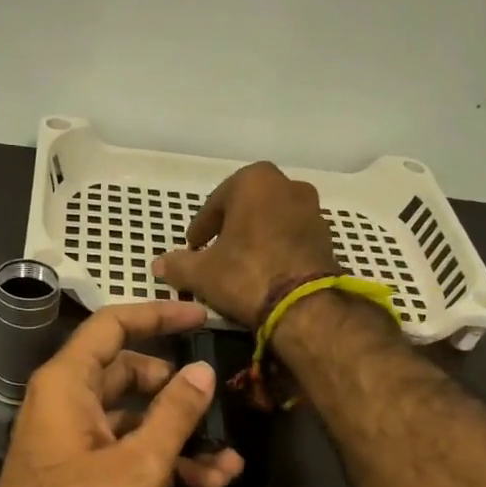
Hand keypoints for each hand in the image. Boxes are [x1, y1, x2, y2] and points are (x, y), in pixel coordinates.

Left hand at [0, 301, 245, 486]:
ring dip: (180, 436)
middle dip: (177, 389)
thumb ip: (174, 413)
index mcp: (66, 385)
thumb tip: (203, 370)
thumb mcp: (137, 464)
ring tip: (230, 459)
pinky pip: (129, 454)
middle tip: (218, 397)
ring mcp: (76, 444)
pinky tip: (210, 483)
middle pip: (129, 375)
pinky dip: (165, 463)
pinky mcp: (85, 479)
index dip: (157, 316)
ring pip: (135, 421)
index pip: (112, 326)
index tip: (201, 317)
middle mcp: (67, 406)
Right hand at [151, 162, 338, 326]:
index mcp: (254, 181)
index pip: (216, 202)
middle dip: (231, 227)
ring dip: (256, 237)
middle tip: (215, 251)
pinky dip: (276, 248)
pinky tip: (265, 272)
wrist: (304, 306)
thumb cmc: (246, 275)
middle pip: (248, 206)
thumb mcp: (201, 273)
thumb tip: (158, 265)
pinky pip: (292, 237)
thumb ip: (178, 264)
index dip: (201, 227)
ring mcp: (312, 210)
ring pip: (272, 220)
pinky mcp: (327, 237)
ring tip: (240, 264)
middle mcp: (288, 185)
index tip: (193, 246)